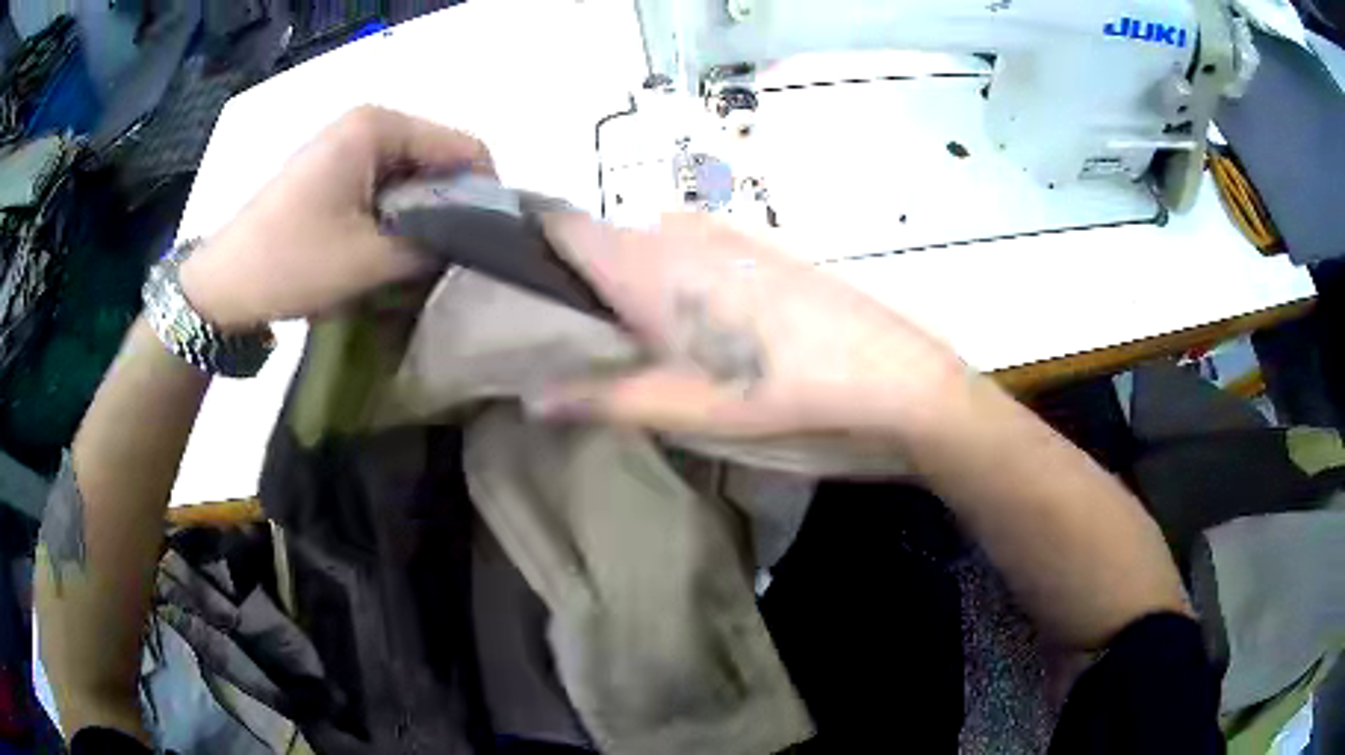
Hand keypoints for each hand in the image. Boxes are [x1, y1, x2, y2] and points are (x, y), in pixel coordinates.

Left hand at [179, 106, 492, 328]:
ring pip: (411, 175)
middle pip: (437, 159)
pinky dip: (393, 216)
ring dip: (420, 216)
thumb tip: (471, 242)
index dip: (485, 194)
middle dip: (450, 207)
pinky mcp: (332, 169)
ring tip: (415, 260)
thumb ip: (434, 244)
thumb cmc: (291, 263)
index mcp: (379, 126)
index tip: (486, 244)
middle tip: (449, 259)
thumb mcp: (371, 260)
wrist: (221, 285)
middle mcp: (367, 123)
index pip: (464, 147)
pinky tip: (383, 250)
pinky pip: (383, 185)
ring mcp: (347, 145)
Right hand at [533, 212, 971, 439]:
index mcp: (639, 261)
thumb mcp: (678, 405)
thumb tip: (529, 398)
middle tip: (578, 333)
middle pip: (602, 239)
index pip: (558, 223)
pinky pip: (693, 248)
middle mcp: (673, 229)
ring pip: (649, 244)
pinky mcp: (757, 242)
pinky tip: (702, 321)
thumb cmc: (770, 387)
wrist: (882, 369)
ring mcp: (721, 230)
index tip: (506, 273)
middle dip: (581, 277)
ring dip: (633, 280)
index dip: (526, 238)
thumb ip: (597, 397)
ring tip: (640, 335)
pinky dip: (677, 275)